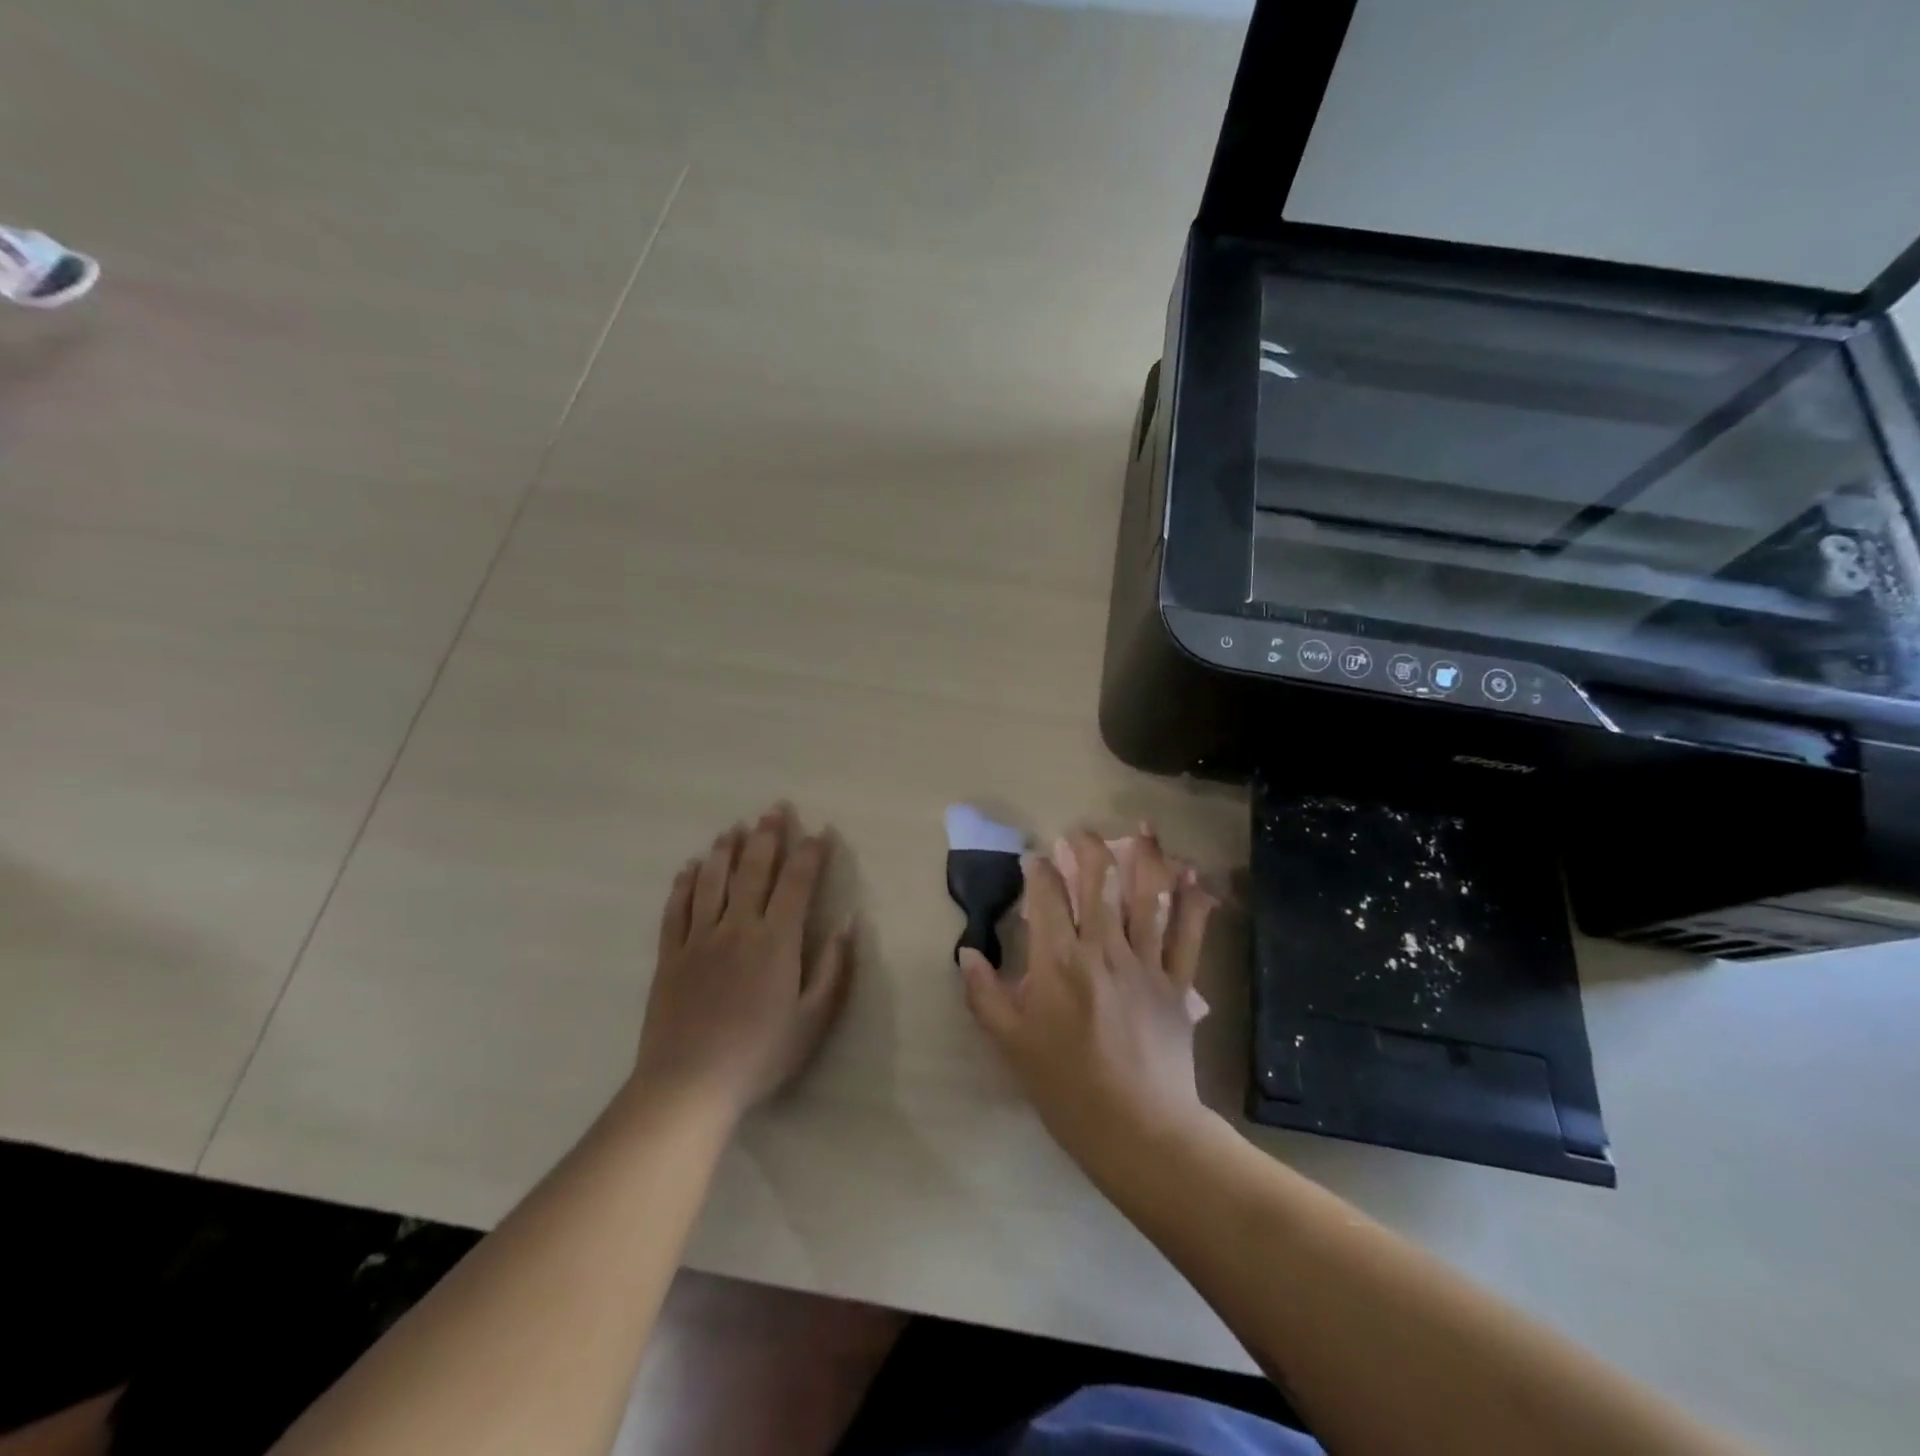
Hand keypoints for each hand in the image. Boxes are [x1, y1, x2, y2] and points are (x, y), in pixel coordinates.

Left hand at [634, 804, 854, 1119]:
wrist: (688, 1084)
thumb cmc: (760, 1054)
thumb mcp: (813, 1019)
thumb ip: (833, 968)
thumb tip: (850, 923)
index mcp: (777, 940)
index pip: (798, 883)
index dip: (810, 854)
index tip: (820, 832)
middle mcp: (738, 927)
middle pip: (754, 870)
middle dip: (768, 836)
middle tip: (774, 809)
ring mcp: (699, 938)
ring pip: (713, 881)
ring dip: (726, 851)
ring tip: (734, 828)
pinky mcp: (670, 955)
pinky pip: (676, 909)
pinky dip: (684, 884)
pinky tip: (690, 867)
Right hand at [960, 828, 1217, 1179]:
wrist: (1138, 1131)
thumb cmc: (1066, 1089)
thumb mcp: (1011, 1045)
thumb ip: (985, 995)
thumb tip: (966, 953)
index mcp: (1058, 962)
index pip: (1046, 897)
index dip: (1038, 870)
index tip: (1033, 860)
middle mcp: (1102, 949)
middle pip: (1098, 882)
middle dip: (1088, 848)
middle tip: (1080, 833)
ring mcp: (1145, 963)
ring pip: (1147, 896)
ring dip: (1146, 857)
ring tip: (1144, 828)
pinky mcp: (1177, 983)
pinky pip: (1188, 935)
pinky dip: (1193, 903)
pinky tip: (1194, 876)